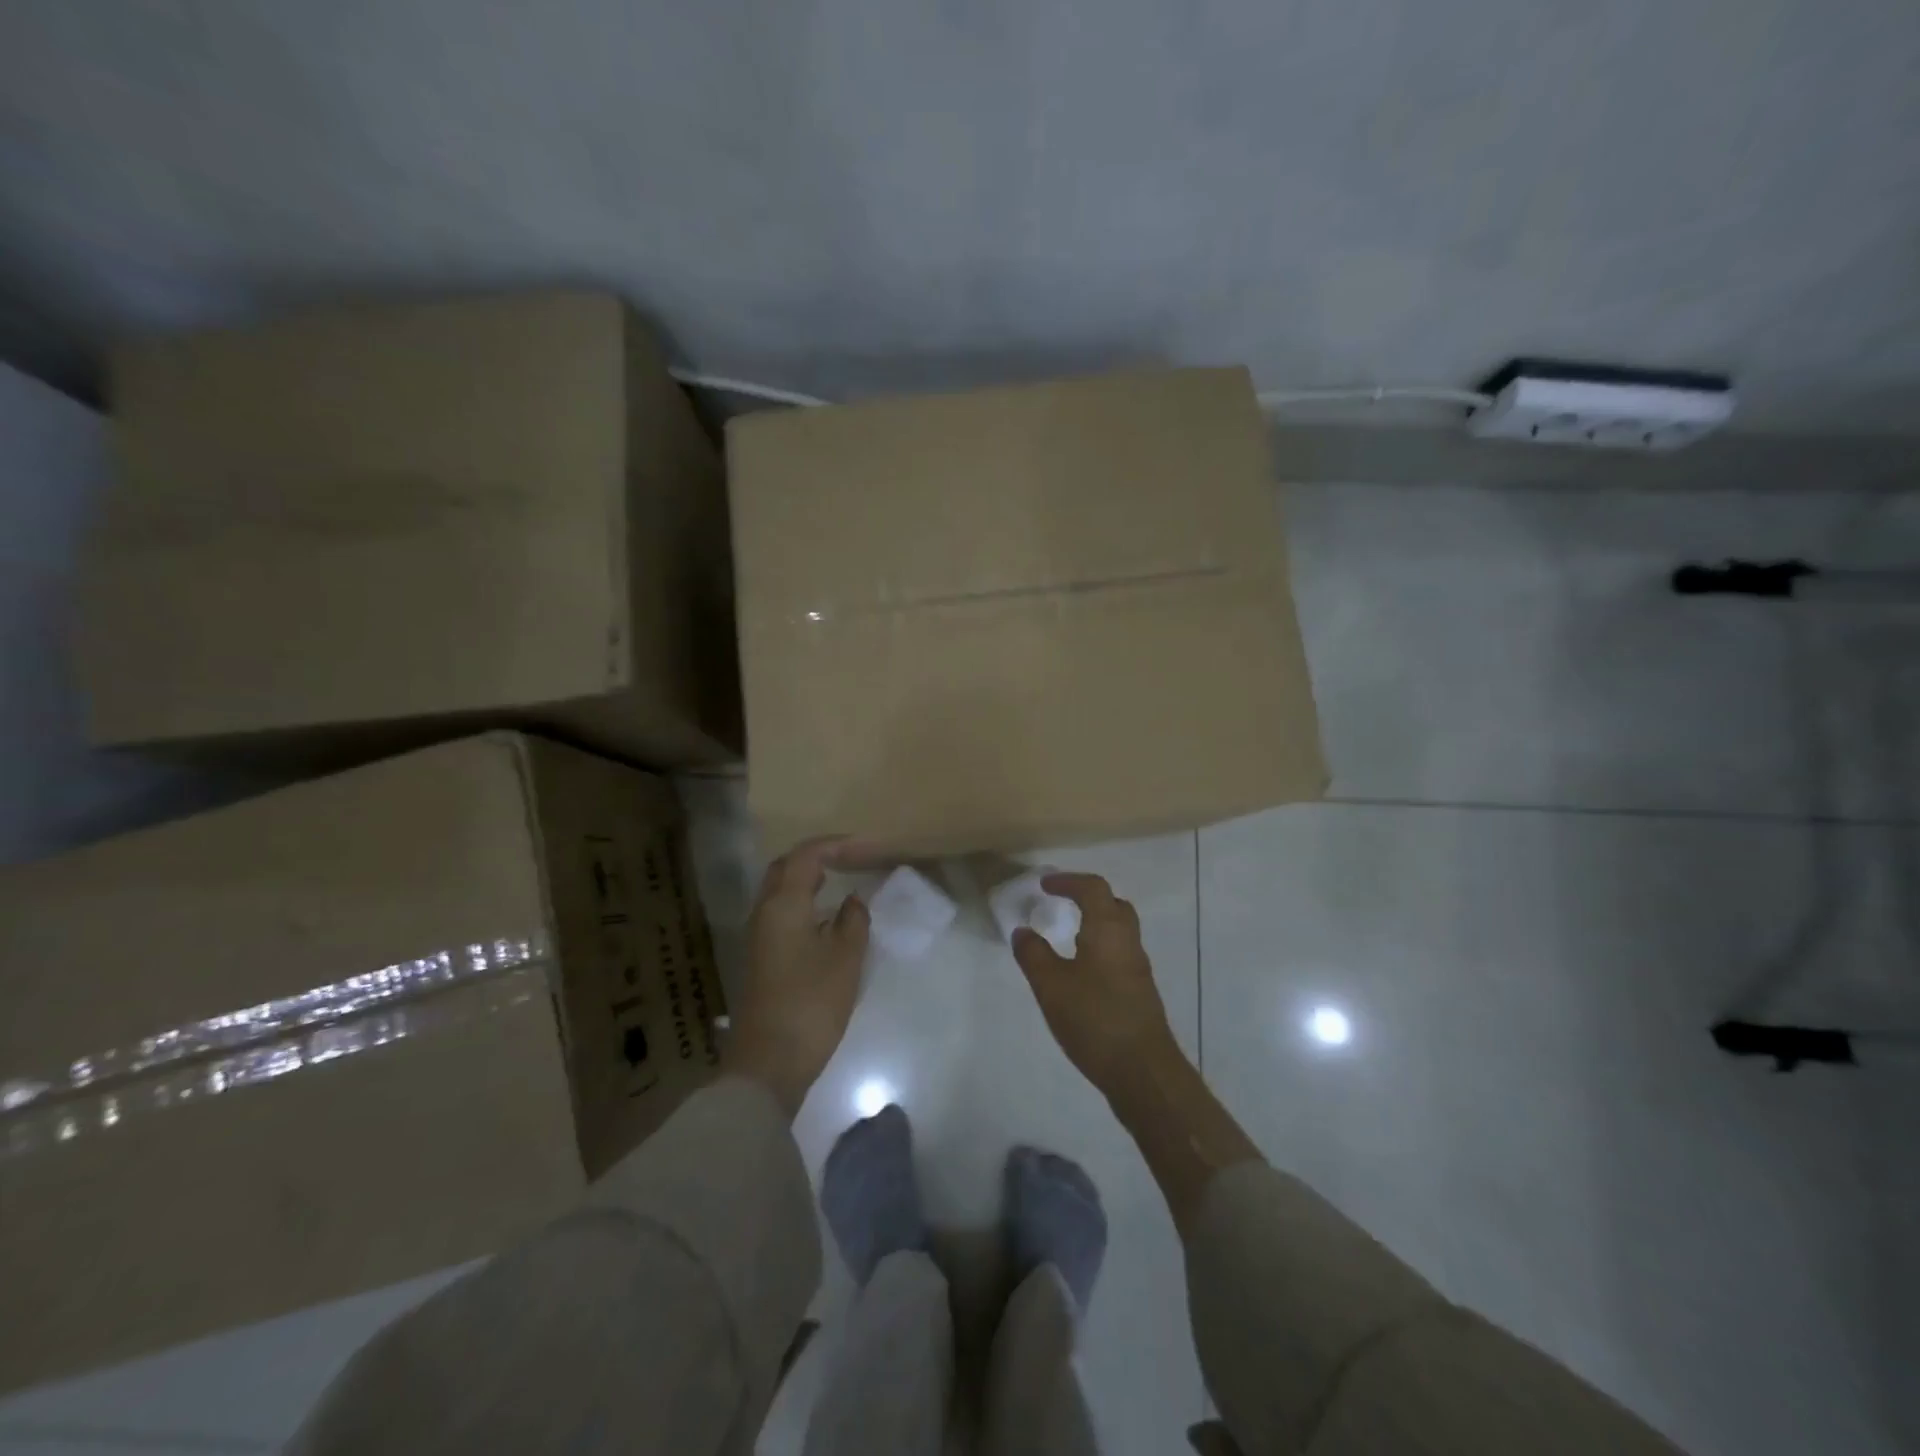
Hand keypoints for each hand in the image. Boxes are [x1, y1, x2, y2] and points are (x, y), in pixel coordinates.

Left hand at [723, 837, 870, 1116]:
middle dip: (815, 856)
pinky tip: (826, 917)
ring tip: (841, 880)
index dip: (835, 845)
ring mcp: (758, 936)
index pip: (806, 856)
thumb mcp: (846, 958)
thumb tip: (851, 901)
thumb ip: (853, 920)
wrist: (770, 1062)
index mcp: (783, 905)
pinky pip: (780, 912)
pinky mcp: (761, 958)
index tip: (866, 846)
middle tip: (849, 858)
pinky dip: (803, 901)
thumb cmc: (812, 1003)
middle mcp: (764, 912)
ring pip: (779, 891)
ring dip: (807, 879)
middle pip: (785, 868)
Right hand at [1012, 872, 1182, 1101]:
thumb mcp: (1051, 986)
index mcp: (1108, 930)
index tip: (1045, 885)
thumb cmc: (1094, 1019)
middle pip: (1113, 905)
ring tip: (1065, 937)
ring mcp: (1137, 968)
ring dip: (1094, 924)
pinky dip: (1099, 948)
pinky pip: (1118, 954)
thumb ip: (1034, 955)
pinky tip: (1080, 973)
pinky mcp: (1139, 991)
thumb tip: (1023, 931)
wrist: (1143, 1071)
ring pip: (1118, 931)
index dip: (1069, 881)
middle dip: (1087, 898)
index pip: (1093, 889)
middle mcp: (1128, 942)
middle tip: (1061, 904)